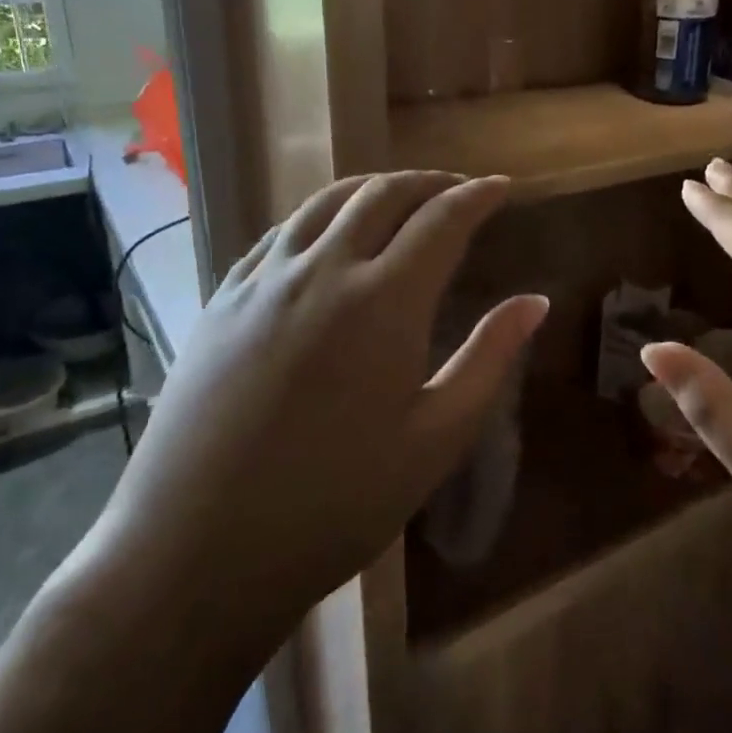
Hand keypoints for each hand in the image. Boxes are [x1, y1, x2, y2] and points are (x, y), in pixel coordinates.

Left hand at [87, 172, 547, 635]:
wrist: (196, 549)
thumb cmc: (335, 504)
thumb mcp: (435, 439)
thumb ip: (489, 359)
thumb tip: (535, 301)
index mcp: (383, 301)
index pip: (442, 220)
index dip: (478, 195)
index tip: (503, 187)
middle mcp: (322, 270)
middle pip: (383, 195)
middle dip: (430, 182)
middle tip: (459, 190)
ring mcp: (263, 280)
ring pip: (326, 203)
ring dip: (373, 189)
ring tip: (399, 198)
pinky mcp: (222, 299)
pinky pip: (280, 233)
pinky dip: (319, 216)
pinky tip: (325, 235)